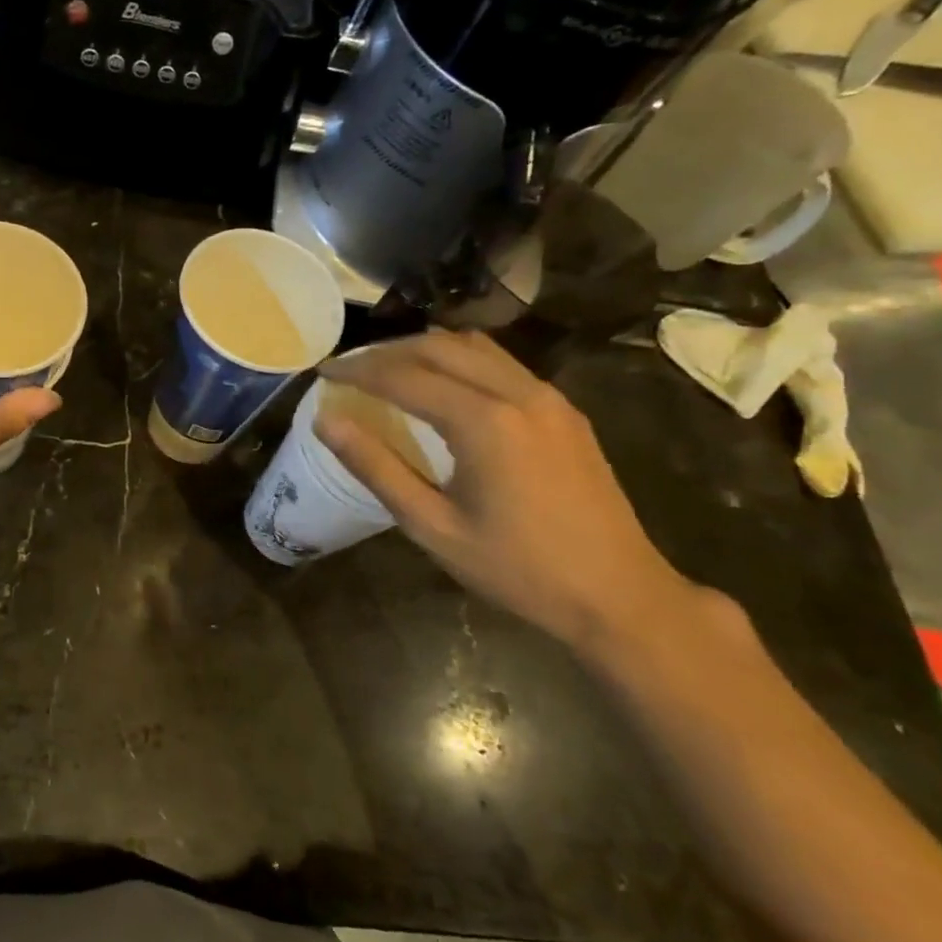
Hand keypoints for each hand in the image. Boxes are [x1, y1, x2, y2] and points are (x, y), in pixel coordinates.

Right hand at [315, 330, 713, 651]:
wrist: (619, 594)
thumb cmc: (517, 569)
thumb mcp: (432, 526)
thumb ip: (377, 468)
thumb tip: (327, 422)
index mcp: (485, 422)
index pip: (405, 377)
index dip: (357, 371)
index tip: (323, 373)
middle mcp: (519, 394)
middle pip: (440, 347)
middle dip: (387, 352)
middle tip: (349, 370)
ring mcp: (549, 398)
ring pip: (475, 347)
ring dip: (425, 350)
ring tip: (388, 371)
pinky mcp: (564, 410)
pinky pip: (502, 364)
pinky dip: (459, 362)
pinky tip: (442, 387)